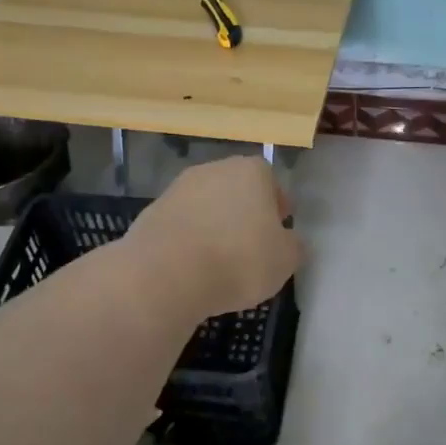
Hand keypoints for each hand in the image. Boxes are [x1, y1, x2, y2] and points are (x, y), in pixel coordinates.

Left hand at [126, 156, 301, 318]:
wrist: (167, 274)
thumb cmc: (239, 260)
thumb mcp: (285, 260)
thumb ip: (293, 246)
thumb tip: (289, 241)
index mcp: (252, 172)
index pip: (271, 182)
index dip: (276, 208)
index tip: (277, 233)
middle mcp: (214, 170)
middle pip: (237, 191)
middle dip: (244, 215)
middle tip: (251, 248)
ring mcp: (178, 189)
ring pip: (207, 207)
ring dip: (215, 227)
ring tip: (220, 263)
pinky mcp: (152, 212)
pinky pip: (182, 226)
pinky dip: (189, 241)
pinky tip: (193, 268)